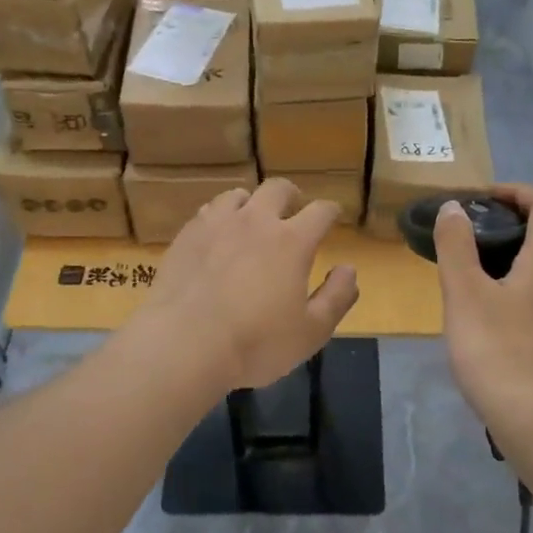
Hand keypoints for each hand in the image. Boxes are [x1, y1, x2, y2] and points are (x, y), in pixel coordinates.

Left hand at [141, 179, 358, 391]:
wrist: (184, 344)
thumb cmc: (256, 343)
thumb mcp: (311, 332)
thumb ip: (336, 297)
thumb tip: (349, 269)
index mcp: (292, 241)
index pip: (321, 211)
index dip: (331, 211)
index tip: (332, 216)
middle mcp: (256, 221)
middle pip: (278, 188)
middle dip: (291, 195)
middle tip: (293, 210)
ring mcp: (216, 224)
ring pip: (238, 195)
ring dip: (252, 203)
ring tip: (251, 220)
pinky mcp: (186, 235)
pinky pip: (208, 212)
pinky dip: (220, 217)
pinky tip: (217, 236)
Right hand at [435, 185, 532, 432]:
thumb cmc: (497, 350)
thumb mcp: (464, 294)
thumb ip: (456, 246)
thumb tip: (454, 208)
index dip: (515, 191)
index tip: (482, 199)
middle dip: (506, 231)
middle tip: (466, 242)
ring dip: (511, 267)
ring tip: (471, 284)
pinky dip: (518, 297)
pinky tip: (491, 325)